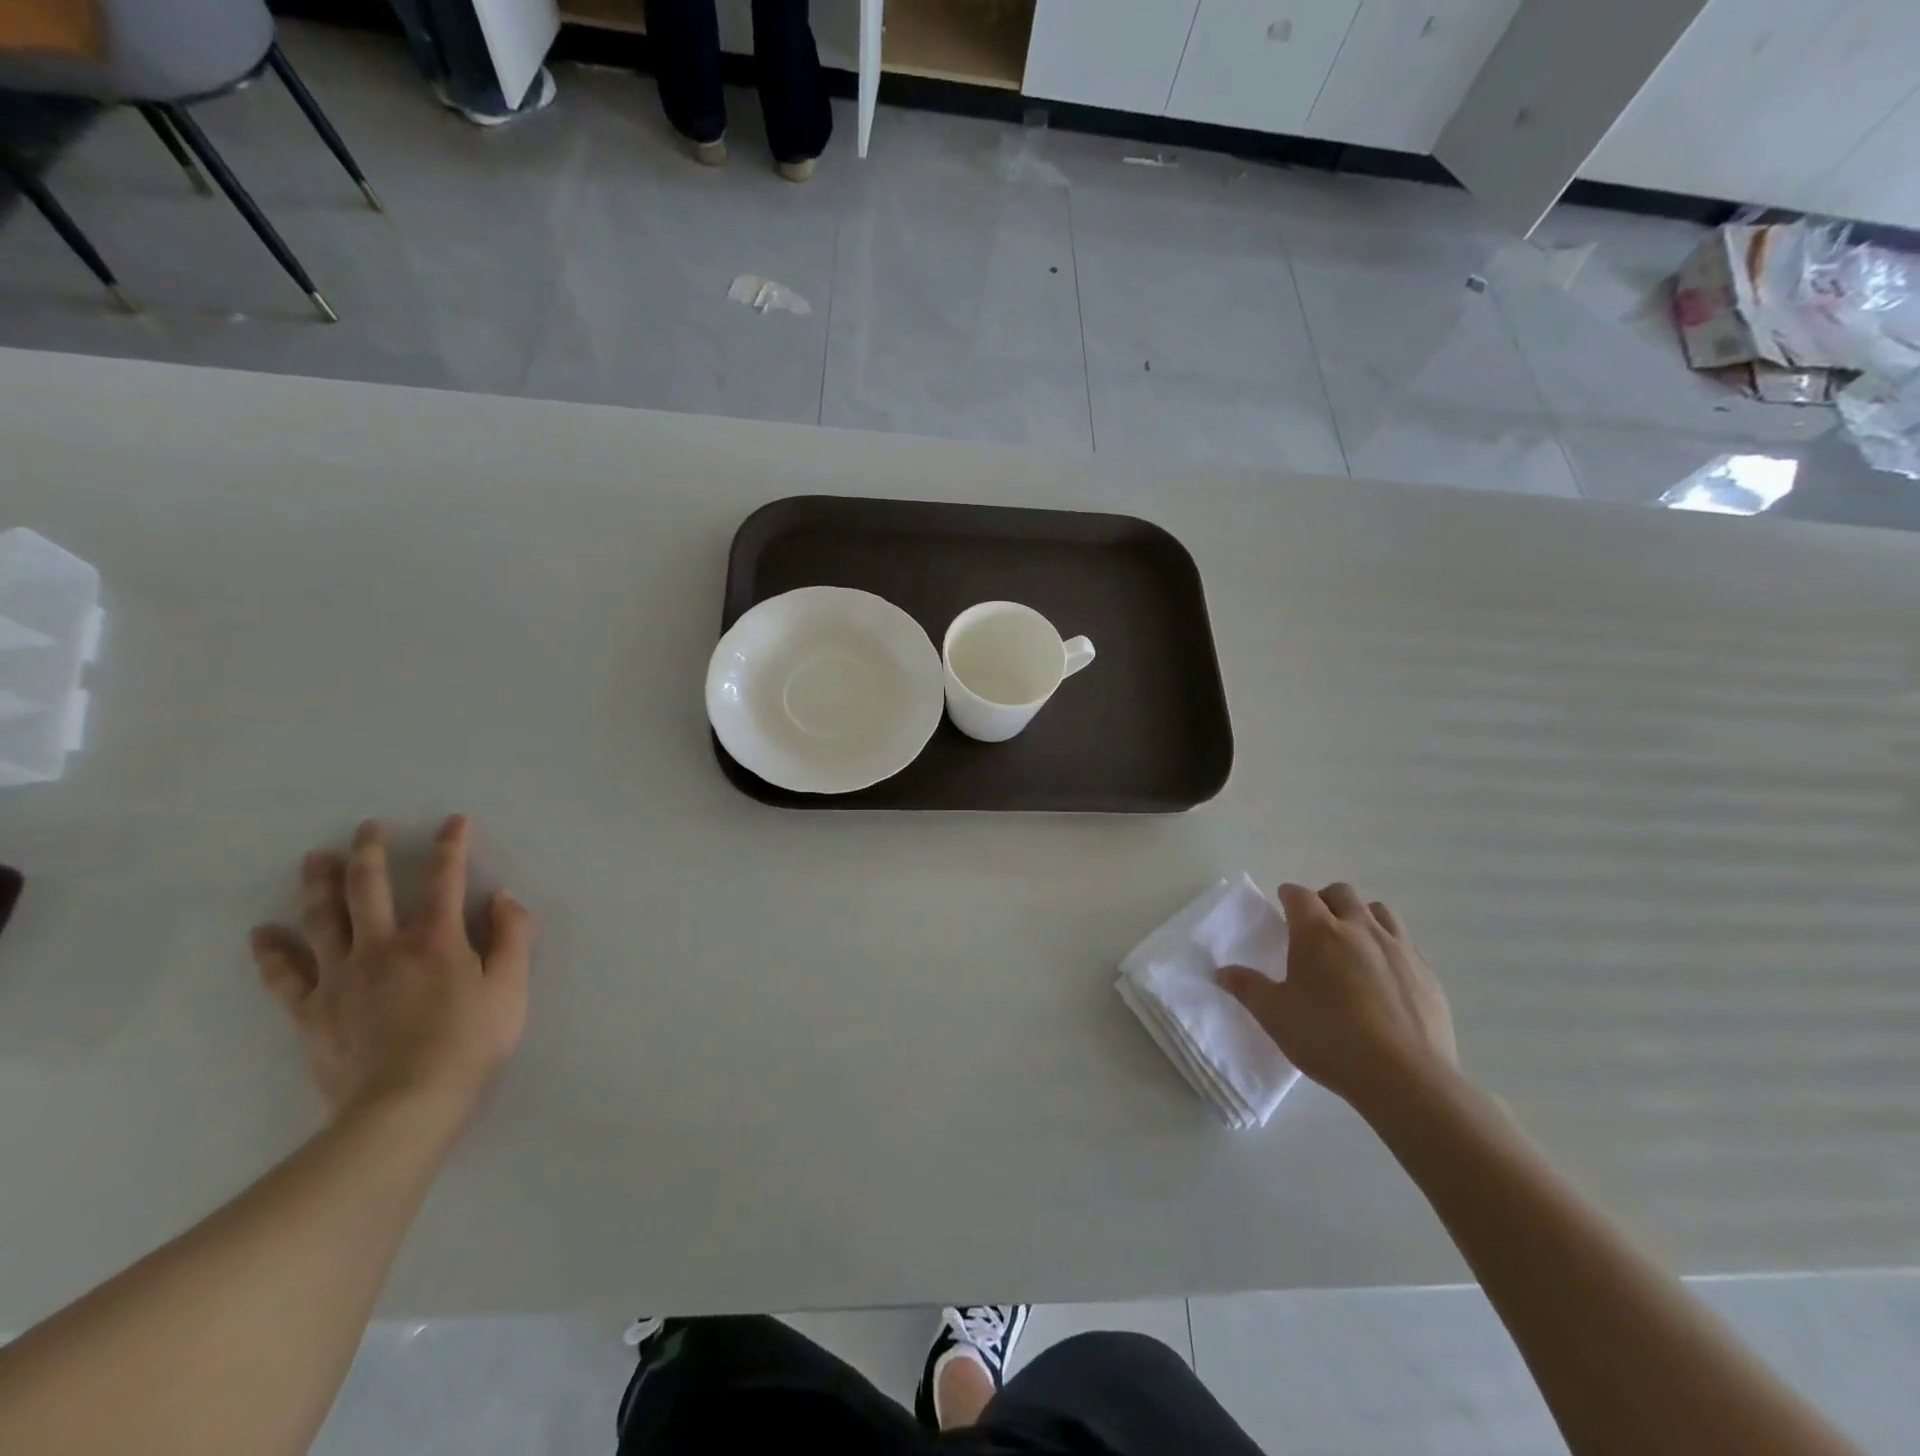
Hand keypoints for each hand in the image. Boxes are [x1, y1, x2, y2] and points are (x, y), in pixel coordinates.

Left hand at [250, 816, 533, 1121]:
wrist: (405, 1107)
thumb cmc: (470, 1044)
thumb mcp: (512, 988)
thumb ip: (512, 936)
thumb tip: (503, 897)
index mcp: (436, 939)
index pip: (444, 879)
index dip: (451, 845)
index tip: (454, 822)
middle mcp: (383, 946)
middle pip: (368, 888)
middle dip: (370, 852)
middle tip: (365, 827)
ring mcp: (340, 977)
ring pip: (322, 919)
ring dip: (318, 884)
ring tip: (314, 858)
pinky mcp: (312, 1011)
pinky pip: (285, 975)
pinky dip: (272, 951)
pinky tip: (263, 932)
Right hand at [1219, 883, 1454, 1109]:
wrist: (1405, 1076)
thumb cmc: (1328, 1038)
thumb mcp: (1275, 1015)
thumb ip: (1247, 988)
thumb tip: (1222, 972)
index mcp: (1317, 932)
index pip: (1299, 895)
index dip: (1288, 896)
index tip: (1282, 905)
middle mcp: (1358, 928)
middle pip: (1341, 893)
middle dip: (1325, 900)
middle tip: (1315, 924)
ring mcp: (1398, 947)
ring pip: (1379, 911)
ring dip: (1361, 916)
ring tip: (1352, 942)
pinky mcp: (1426, 972)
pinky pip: (1405, 942)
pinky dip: (1389, 945)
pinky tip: (1384, 974)